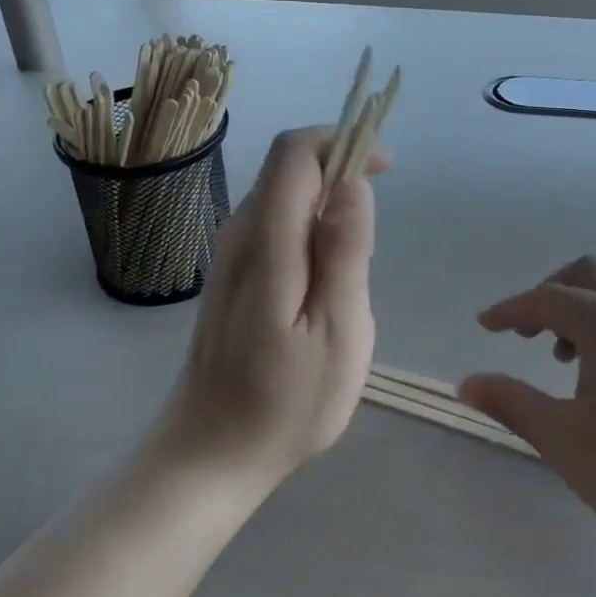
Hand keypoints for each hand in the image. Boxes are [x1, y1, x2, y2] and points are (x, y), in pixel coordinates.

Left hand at [157, 127, 387, 490]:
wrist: (210, 455)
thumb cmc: (285, 403)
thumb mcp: (338, 332)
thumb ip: (345, 251)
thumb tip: (354, 183)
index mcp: (267, 242)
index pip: (294, 153)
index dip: (341, 142)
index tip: (385, 165)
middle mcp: (241, 235)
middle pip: (289, 168)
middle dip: (340, 168)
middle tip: (379, 219)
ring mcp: (232, 255)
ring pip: (284, 196)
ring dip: (328, 200)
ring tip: (359, 253)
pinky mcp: (234, 276)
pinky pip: (277, 224)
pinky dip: (311, 225)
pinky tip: (330, 274)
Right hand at [460, 257, 595, 590]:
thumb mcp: (565, 441)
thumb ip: (513, 403)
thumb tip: (468, 382)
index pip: (547, 299)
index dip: (510, 310)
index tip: (484, 326)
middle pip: (587, 276)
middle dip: (548, 296)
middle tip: (525, 334)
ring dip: (580, 313)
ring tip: (563, 362)